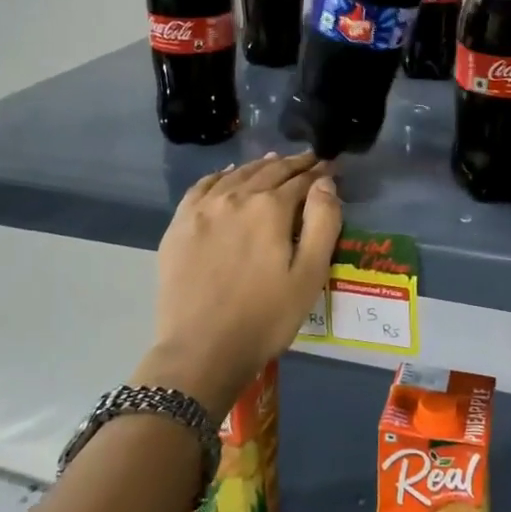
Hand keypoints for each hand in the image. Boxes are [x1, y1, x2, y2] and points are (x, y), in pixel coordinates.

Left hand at [138, 152, 340, 417]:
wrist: (200, 351)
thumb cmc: (265, 318)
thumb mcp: (309, 275)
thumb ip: (323, 223)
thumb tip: (325, 183)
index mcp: (270, 208)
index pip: (301, 180)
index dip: (319, 173)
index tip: (330, 168)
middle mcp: (235, 197)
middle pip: (269, 171)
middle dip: (293, 165)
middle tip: (309, 160)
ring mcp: (203, 209)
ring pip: (236, 174)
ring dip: (259, 166)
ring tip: (275, 162)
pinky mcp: (180, 225)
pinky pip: (202, 186)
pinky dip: (221, 175)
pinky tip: (228, 175)